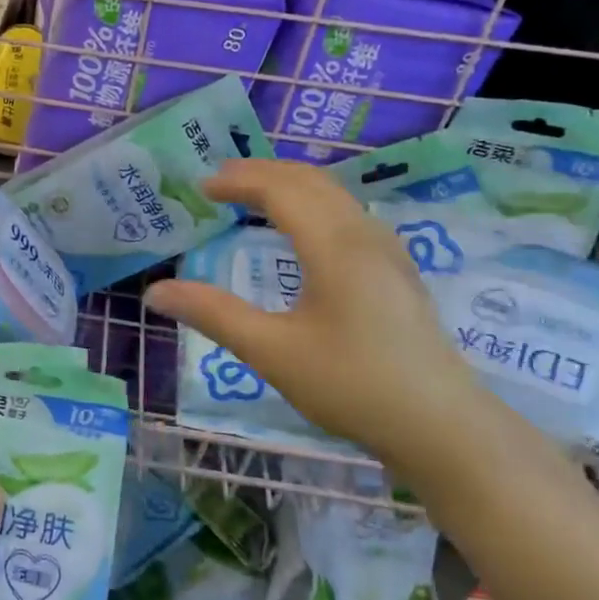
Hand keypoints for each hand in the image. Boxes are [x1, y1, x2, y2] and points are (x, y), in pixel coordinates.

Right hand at [143, 158, 483, 475]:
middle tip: (219, 182)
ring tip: (252, 197)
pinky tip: (302, 230)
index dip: (238, 181)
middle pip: (310, 180)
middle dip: (261, 173)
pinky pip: (348, 213)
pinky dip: (312, 202)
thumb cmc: (353, 386)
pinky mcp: (397, 270)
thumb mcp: (272, 352)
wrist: (442, 426)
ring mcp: (387, 251)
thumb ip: (213, 315)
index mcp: (334, 246)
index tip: (200, 188)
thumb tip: (155, 292)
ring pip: (334, 194)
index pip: (281, 190)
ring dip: (289, 185)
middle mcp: (364, 235)